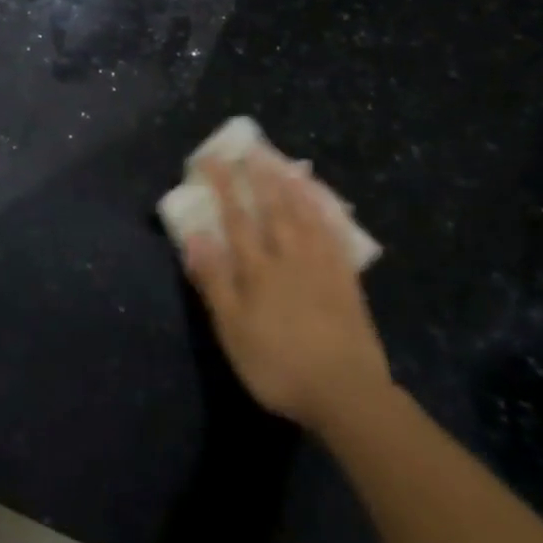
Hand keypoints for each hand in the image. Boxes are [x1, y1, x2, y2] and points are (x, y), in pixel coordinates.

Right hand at [182, 152, 393, 432]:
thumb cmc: (277, 364)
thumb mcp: (232, 329)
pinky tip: (324, 201)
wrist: (346, 394)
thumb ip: (214, 281)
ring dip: (292, 186)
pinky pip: (336, 235)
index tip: (212, 159)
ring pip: (306, 215)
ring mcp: (322, 266)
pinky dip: (328, 212)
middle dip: (259, 176)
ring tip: (284, 162)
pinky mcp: (347, 281)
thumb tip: (195, 236)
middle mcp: (289, 257)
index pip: (236, 217)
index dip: (223, 186)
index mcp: (258, 269)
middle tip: (251, 149)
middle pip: (273, 208)